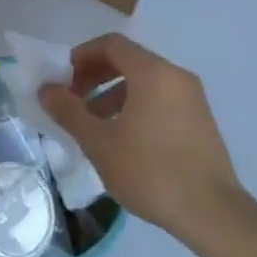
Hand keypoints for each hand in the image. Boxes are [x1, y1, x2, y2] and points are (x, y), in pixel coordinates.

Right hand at [39, 33, 248, 242]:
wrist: (211, 212)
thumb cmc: (149, 171)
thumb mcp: (98, 142)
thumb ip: (68, 111)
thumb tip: (46, 89)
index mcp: (153, 73)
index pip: (111, 44)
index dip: (81, 56)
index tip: (62, 81)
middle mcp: (176, 76)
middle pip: (128, 60)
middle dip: (94, 76)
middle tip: (72, 101)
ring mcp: (192, 98)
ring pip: (144, 82)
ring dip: (111, 94)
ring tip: (92, 126)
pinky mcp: (200, 120)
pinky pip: (160, 99)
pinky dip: (134, 106)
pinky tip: (121, 139)